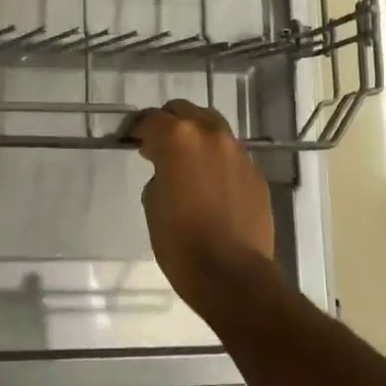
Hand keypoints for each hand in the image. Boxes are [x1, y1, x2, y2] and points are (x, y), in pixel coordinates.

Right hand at [129, 100, 276, 311]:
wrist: (232, 274)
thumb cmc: (180, 242)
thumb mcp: (152, 203)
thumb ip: (158, 174)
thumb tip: (168, 170)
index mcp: (178, 138)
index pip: (150, 119)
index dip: (136, 128)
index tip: (130, 139)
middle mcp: (210, 135)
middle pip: (184, 111)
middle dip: (168, 123)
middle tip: (156, 145)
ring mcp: (238, 152)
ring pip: (212, 127)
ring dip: (195, 136)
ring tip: (185, 161)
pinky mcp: (255, 173)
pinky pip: (230, 154)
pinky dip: (215, 159)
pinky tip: (209, 183)